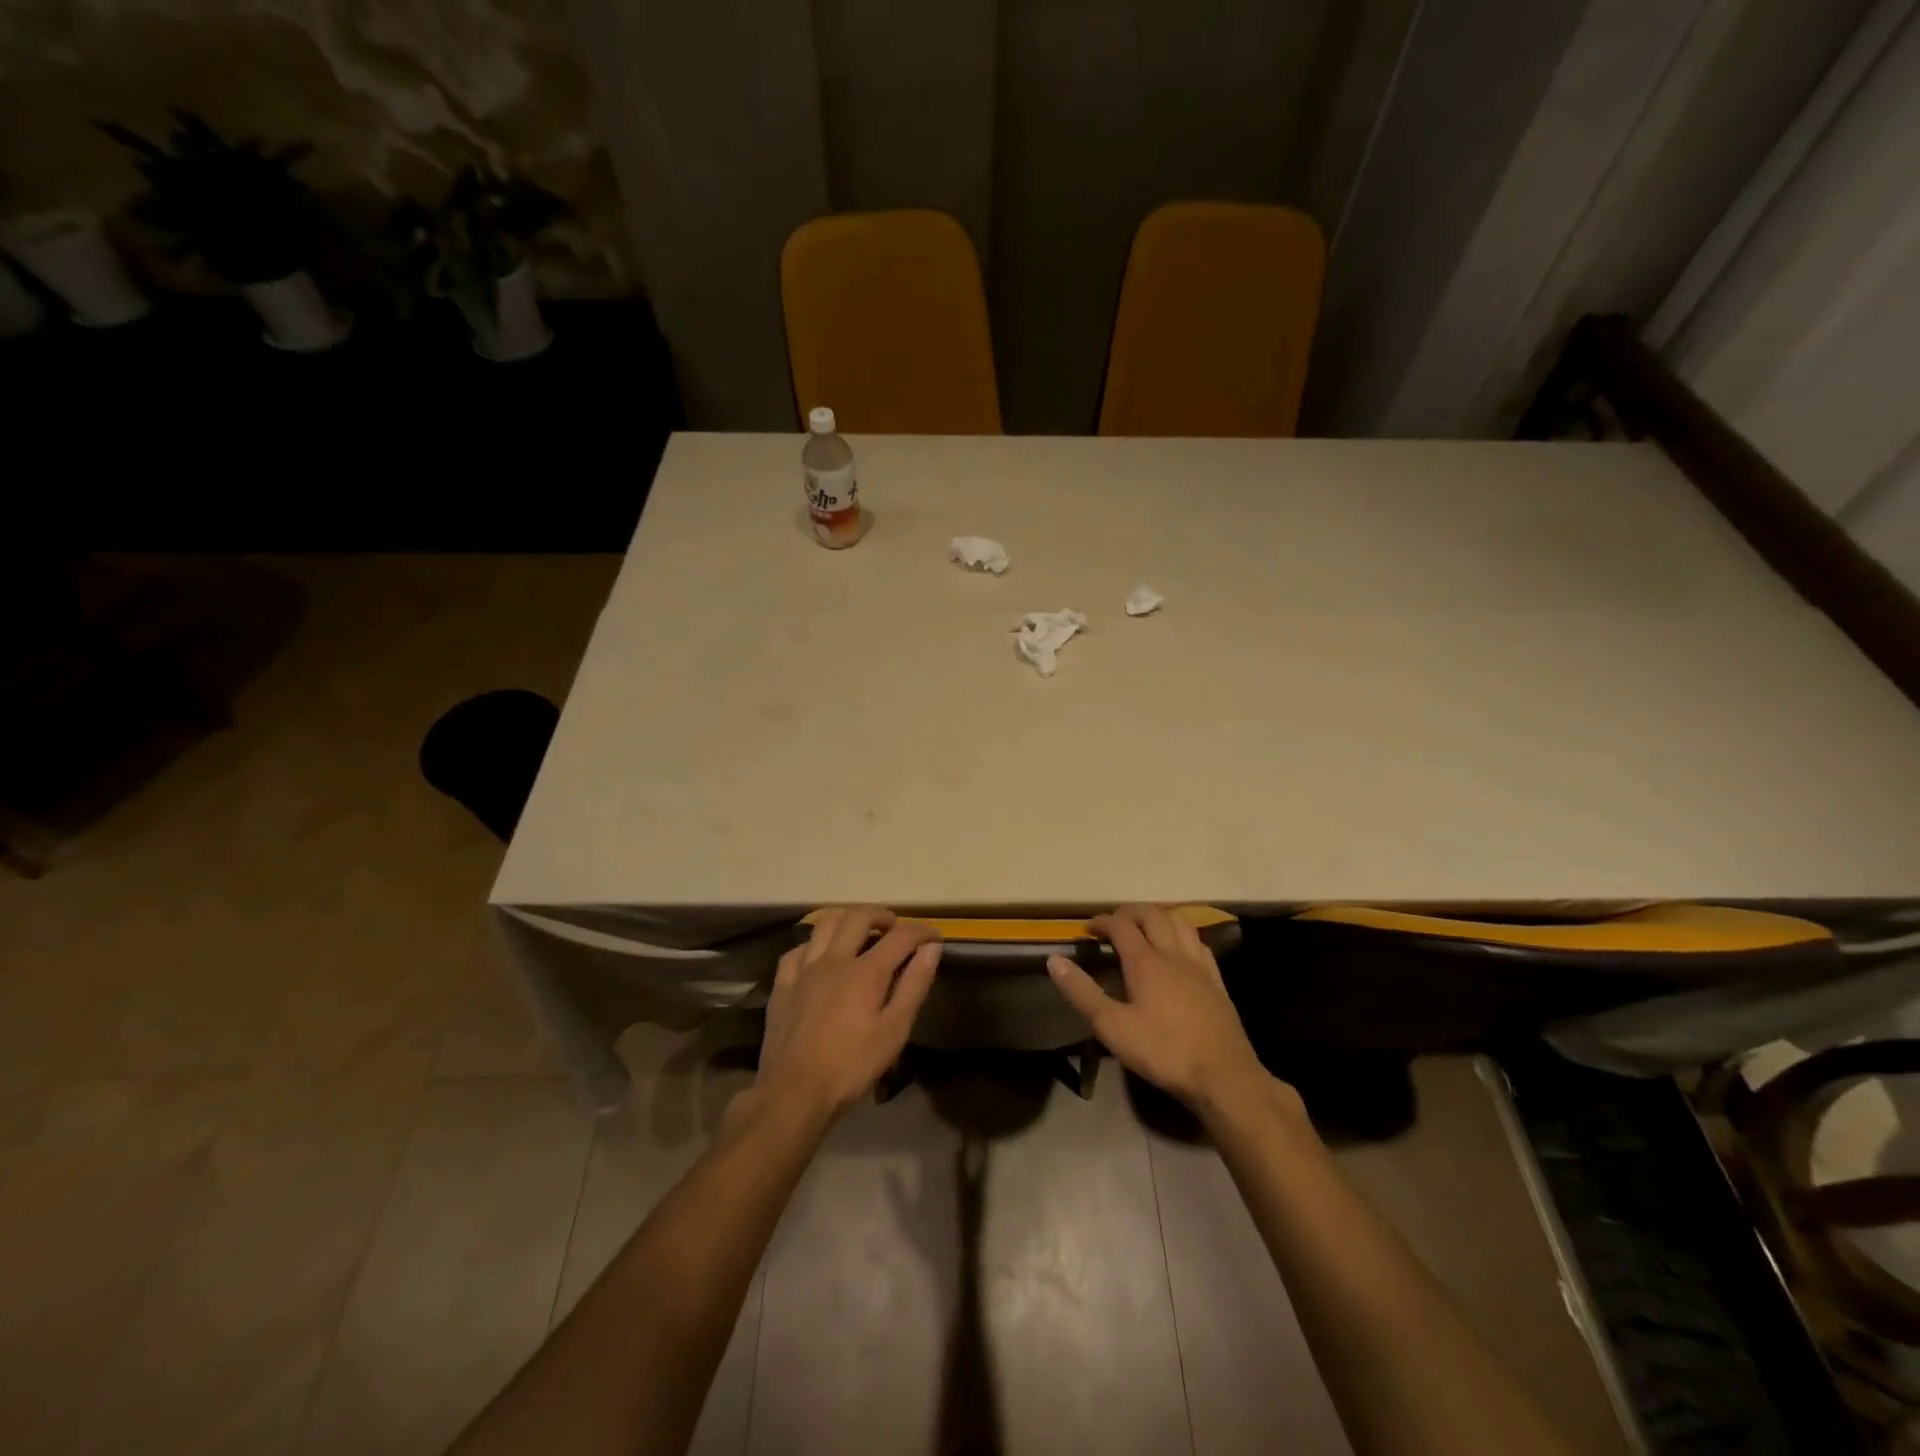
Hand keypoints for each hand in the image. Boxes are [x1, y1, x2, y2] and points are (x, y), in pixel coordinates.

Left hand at [755, 907, 941, 1117]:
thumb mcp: (894, 1031)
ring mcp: (804, 968)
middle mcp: (834, 958)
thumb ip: (914, 985)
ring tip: (859, 931)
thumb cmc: (851, 1065)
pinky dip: (815, 944)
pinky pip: (798, 949)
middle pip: (859, 916)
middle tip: (894, 926)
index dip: (922, 931)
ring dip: (847, 919)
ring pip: (825, 923)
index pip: (901, 936)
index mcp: (866, 971)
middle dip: (882, 915)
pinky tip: (820, 956)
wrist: (793, 1092)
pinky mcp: (783, 983)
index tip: (934, 937)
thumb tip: (931, 949)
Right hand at [1047, 905, 1270, 1112]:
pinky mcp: (1217, 981)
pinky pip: (1199, 943)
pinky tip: (1180, 949)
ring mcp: (1199, 966)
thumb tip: (1055, 960)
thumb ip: (1082, 992)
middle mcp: (1173, 954)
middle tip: (1114, 923)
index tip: (1088, 928)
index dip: (1102, 921)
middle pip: (1153, 915)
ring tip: (1146, 928)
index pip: (1121, 926)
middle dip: (1130, 912)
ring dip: (1159, 917)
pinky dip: (1183, 935)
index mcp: (1145, 961)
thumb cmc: (1163, 1051)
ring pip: (1180, 922)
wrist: (1223, 1076)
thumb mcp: (1112, 1027)